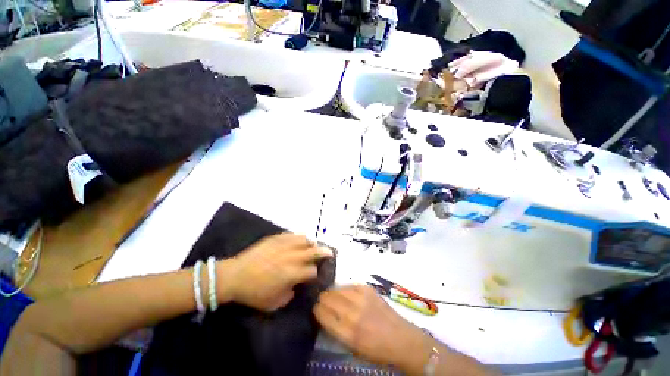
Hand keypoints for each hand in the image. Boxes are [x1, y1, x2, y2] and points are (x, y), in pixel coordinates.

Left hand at [217, 233, 331, 311]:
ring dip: (312, 243)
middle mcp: (292, 257)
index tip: (317, 274)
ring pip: (304, 240)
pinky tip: (299, 239)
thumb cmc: (254, 293)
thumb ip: (290, 295)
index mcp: (292, 274)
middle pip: (313, 251)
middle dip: (323, 252)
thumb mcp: (274, 304)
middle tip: (330, 252)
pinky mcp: (276, 239)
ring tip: (314, 244)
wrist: (234, 276)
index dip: (317, 272)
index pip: (312, 271)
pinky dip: (298, 237)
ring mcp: (284, 246)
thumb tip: (297, 285)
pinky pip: (291, 235)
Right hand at [314, 285, 432, 370]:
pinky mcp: (368, 290)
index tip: (316, 309)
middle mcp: (353, 314)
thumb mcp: (353, 347)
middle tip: (322, 300)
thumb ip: (337, 331)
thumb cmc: (376, 349)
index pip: (323, 315)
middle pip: (328, 299)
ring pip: (338, 289)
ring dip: (332, 292)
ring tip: (331, 295)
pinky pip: (350, 285)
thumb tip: (325, 316)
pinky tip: (345, 292)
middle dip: (322, 299)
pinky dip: (345, 288)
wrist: (401, 339)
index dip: (317, 310)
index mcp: (347, 333)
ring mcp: (361, 299)